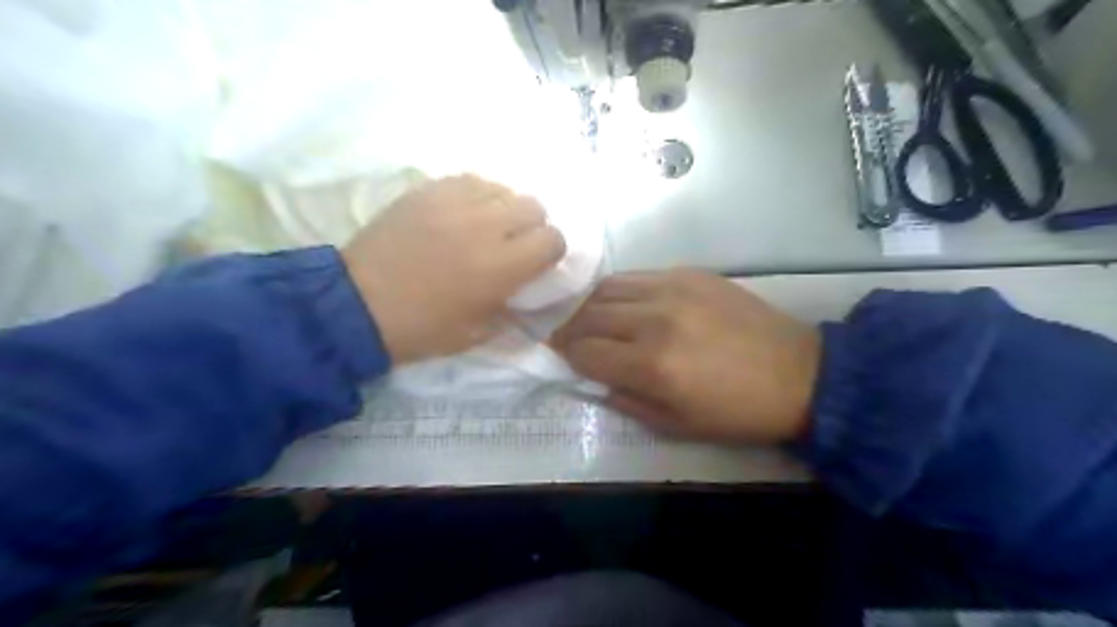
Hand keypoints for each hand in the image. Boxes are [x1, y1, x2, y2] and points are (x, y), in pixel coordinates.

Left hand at [340, 174, 568, 365]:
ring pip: (504, 188)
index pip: (553, 239)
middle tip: (512, 245)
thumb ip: (512, 311)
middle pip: (534, 206)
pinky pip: (470, 180)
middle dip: (532, 227)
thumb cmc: (421, 328)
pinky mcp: (428, 191)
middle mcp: (485, 226)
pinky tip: (462, 214)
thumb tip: (527, 295)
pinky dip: (476, 196)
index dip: (551, 251)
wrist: (356, 305)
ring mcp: (454, 203)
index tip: (537, 263)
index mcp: (501, 267)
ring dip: (504, 209)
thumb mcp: (476, 334)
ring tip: (486, 227)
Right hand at [551, 269, 816, 445]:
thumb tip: (594, 379)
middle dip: (570, 329)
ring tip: (589, 318)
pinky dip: (620, 290)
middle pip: (590, 314)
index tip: (561, 358)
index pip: (585, 350)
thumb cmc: (737, 412)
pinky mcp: (691, 273)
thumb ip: (626, 400)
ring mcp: (673, 289)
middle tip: (567, 338)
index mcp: (652, 365)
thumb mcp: (676, 425)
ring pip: (608, 287)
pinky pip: (638, 276)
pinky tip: (624, 304)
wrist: (799, 374)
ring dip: (590, 305)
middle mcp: (655, 319)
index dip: (566, 355)